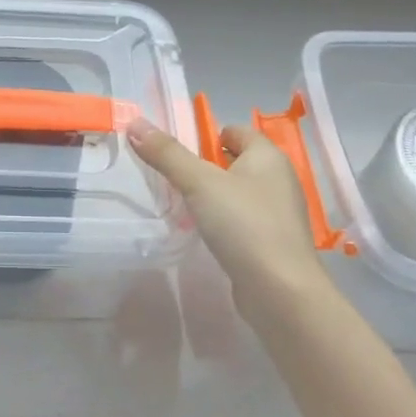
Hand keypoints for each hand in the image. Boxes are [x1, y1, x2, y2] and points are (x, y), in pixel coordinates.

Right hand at [126, 116, 327, 319]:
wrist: (281, 293)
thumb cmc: (244, 224)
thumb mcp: (199, 183)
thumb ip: (167, 153)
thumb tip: (135, 123)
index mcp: (268, 156)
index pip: (235, 131)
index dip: (206, 136)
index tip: (177, 154)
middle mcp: (279, 179)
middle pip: (235, 161)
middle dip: (204, 167)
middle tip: (173, 178)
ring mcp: (279, 213)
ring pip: (238, 192)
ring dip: (212, 196)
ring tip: (183, 206)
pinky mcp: (274, 242)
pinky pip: (243, 219)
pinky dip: (224, 221)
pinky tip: (205, 233)